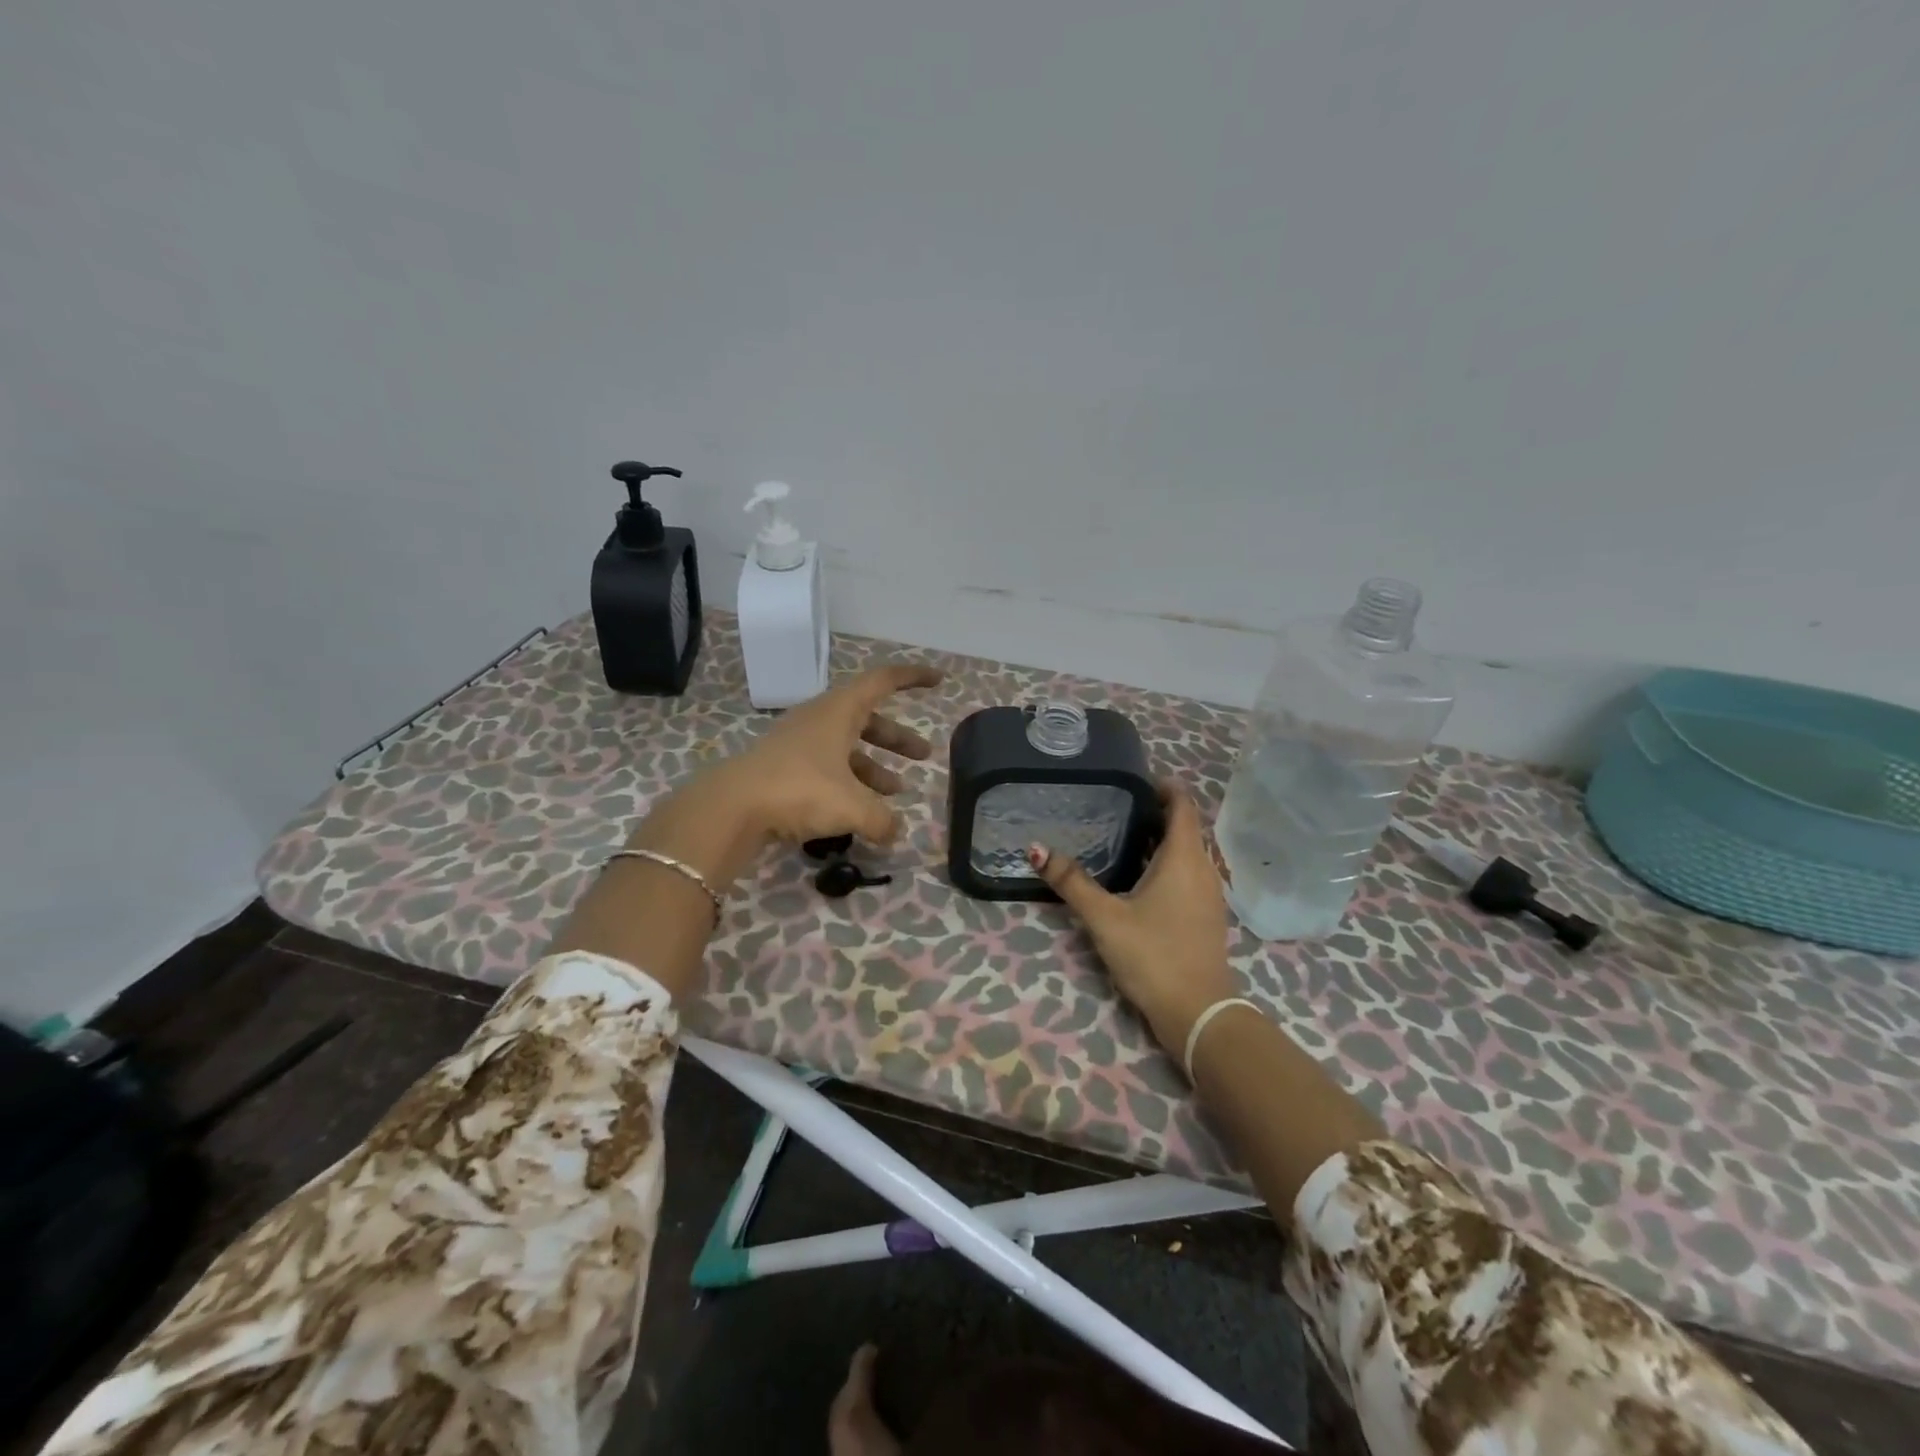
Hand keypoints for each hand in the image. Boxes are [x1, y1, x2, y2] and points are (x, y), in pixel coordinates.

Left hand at [698, 661, 944, 854]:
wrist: (731, 807)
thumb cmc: (800, 790)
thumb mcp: (852, 807)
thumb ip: (882, 819)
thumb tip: (896, 832)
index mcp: (839, 711)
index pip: (883, 681)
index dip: (912, 678)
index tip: (938, 680)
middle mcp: (820, 720)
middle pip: (868, 720)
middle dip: (898, 738)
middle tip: (925, 756)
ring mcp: (799, 744)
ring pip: (847, 747)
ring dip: (875, 766)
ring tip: (897, 792)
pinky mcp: (784, 769)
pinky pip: (827, 769)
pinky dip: (849, 784)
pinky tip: (859, 813)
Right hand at [1029, 779, 1238, 1056]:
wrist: (1199, 1013)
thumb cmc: (1154, 955)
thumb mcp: (1105, 917)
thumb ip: (1071, 882)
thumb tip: (1036, 848)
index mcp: (1184, 858)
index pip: (1183, 805)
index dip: (1164, 786)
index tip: (1135, 777)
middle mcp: (1204, 869)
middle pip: (1185, 827)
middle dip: (1157, 812)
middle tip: (1117, 804)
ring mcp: (1209, 894)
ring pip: (1188, 852)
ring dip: (1162, 840)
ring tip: (1123, 835)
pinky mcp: (1206, 915)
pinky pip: (1189, 874)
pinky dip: (1167, 864)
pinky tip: (1139, 878)